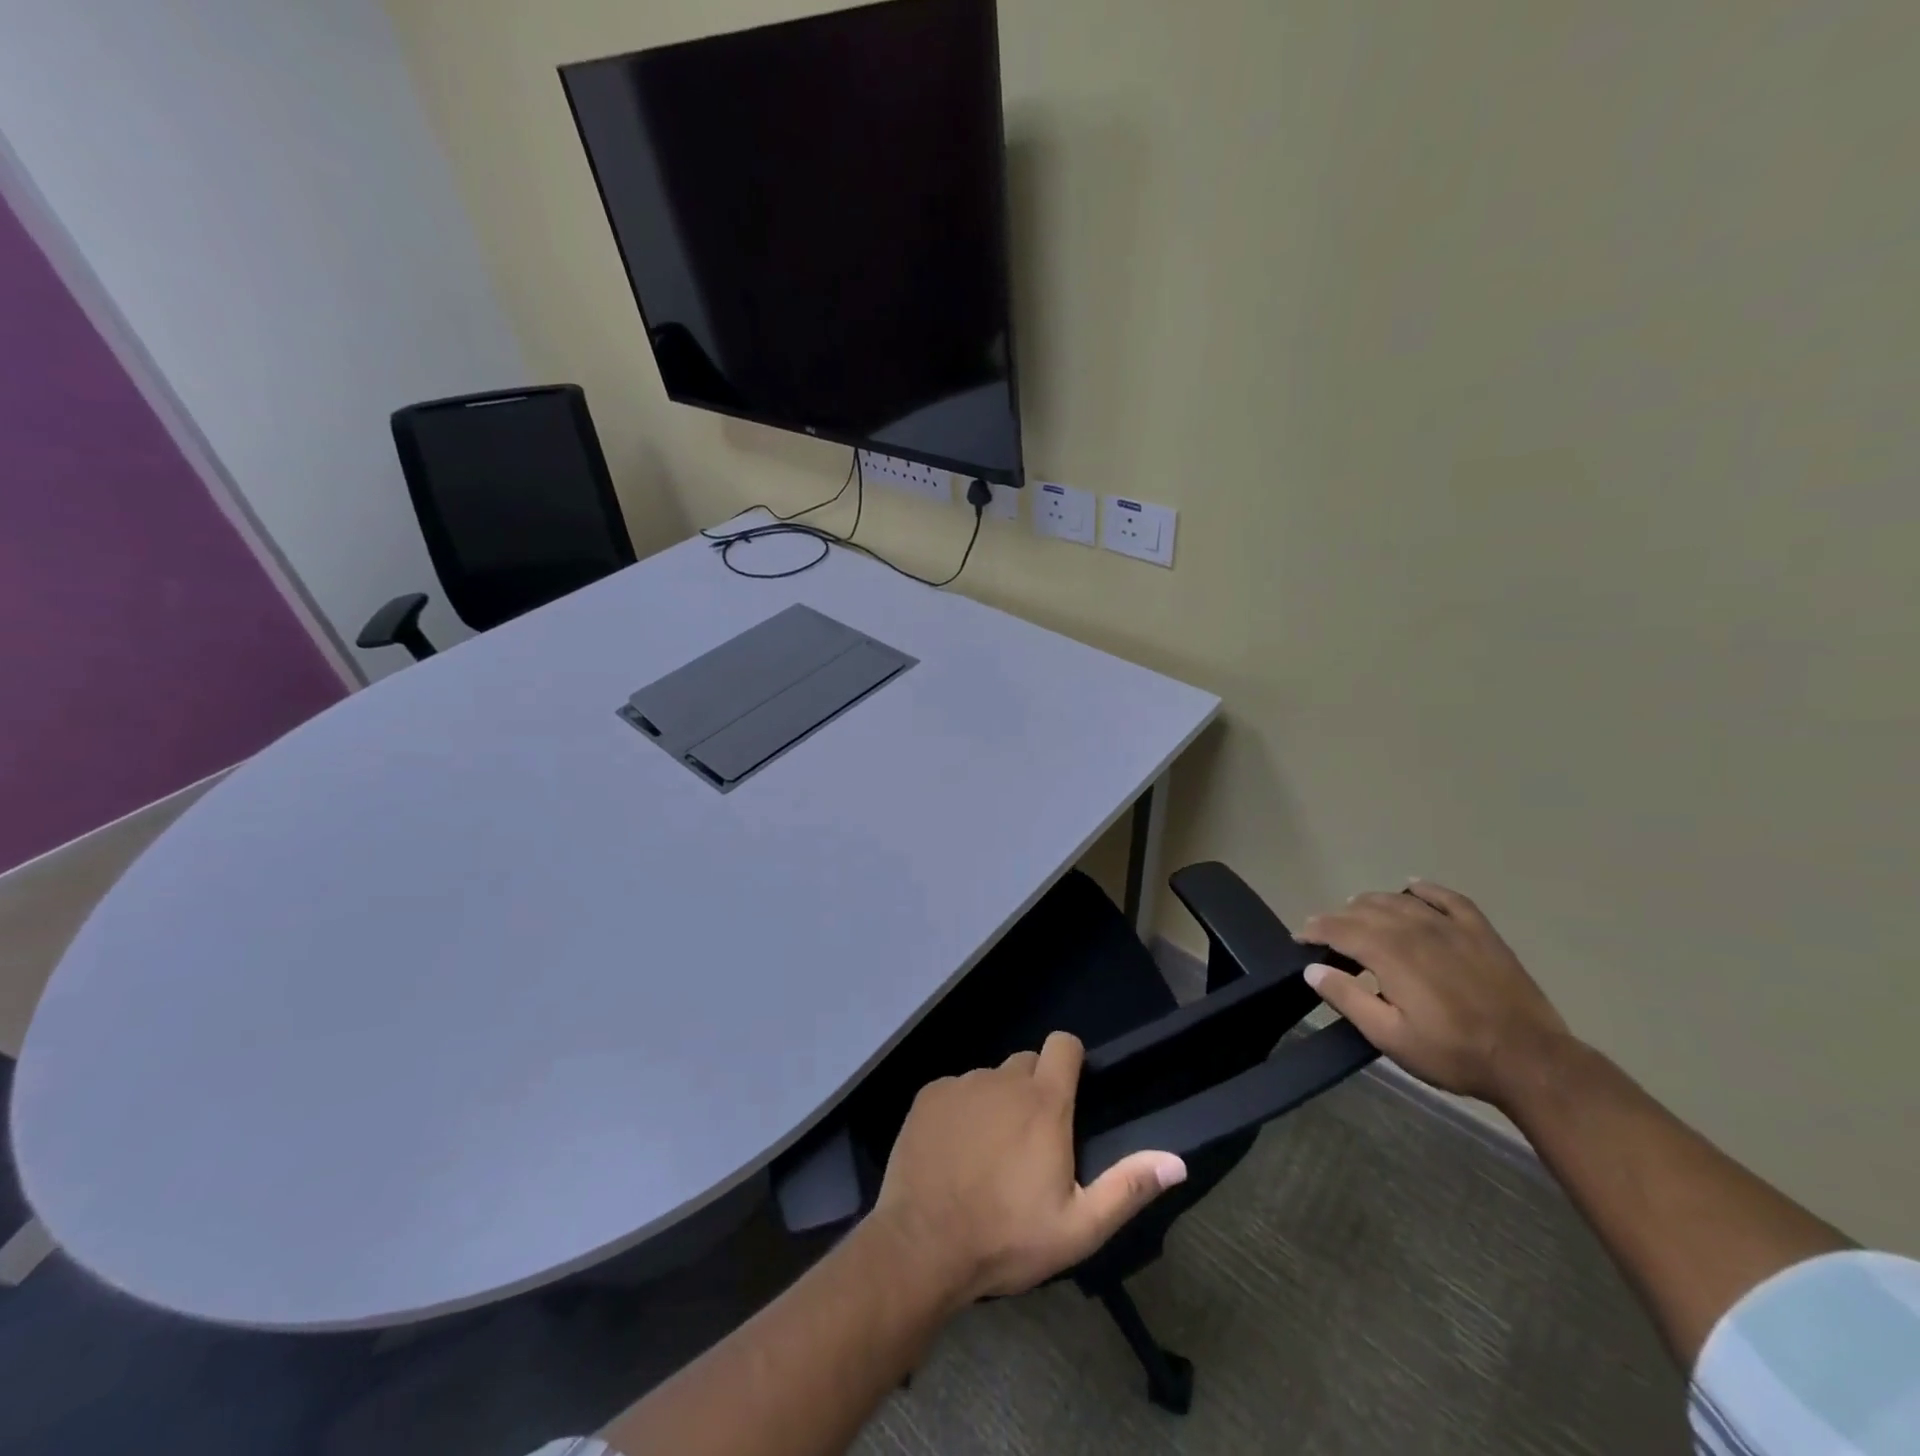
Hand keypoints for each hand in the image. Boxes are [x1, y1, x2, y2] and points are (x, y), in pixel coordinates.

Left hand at [871, 1032, 1187, 1305]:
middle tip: (1030, 1141)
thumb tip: (1176, 1161)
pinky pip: (955, 1091)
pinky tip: (954, 1152)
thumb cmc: (1007, 1238)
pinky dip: (960, 1112)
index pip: (1064, 1045)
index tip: (1071, 1092)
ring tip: (988, 1154)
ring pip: (990, 1080)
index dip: (1071, 1060)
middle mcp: (1002, 1080)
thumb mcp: (1078, 1227)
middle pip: (1027, 1064)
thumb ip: (1127, 1188)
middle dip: (1034, 1090)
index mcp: (1043, 1103)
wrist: (923, 1246)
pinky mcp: (928, 1096)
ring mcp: (961, 1084)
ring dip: (996, 1104)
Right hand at [1300, 881, 1571, 1107]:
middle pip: (1364, 910)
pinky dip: (1424, 890)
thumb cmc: (1453, 1053)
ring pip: (1398, 901)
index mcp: (1389, 952)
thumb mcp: (1389, 1036)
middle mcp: (1415, 928)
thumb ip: (1347, 998)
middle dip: (1338, 918)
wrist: (1531, 1061)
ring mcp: (1451, 927)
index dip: (1314, 930)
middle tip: (1324, 933)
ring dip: (1370, 903)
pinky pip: (1447, 898)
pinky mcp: (1480, 932)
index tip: (1300, 938)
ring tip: (1357, 913)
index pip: (1339, 928)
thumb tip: (1311, 969)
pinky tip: (1412, 890)